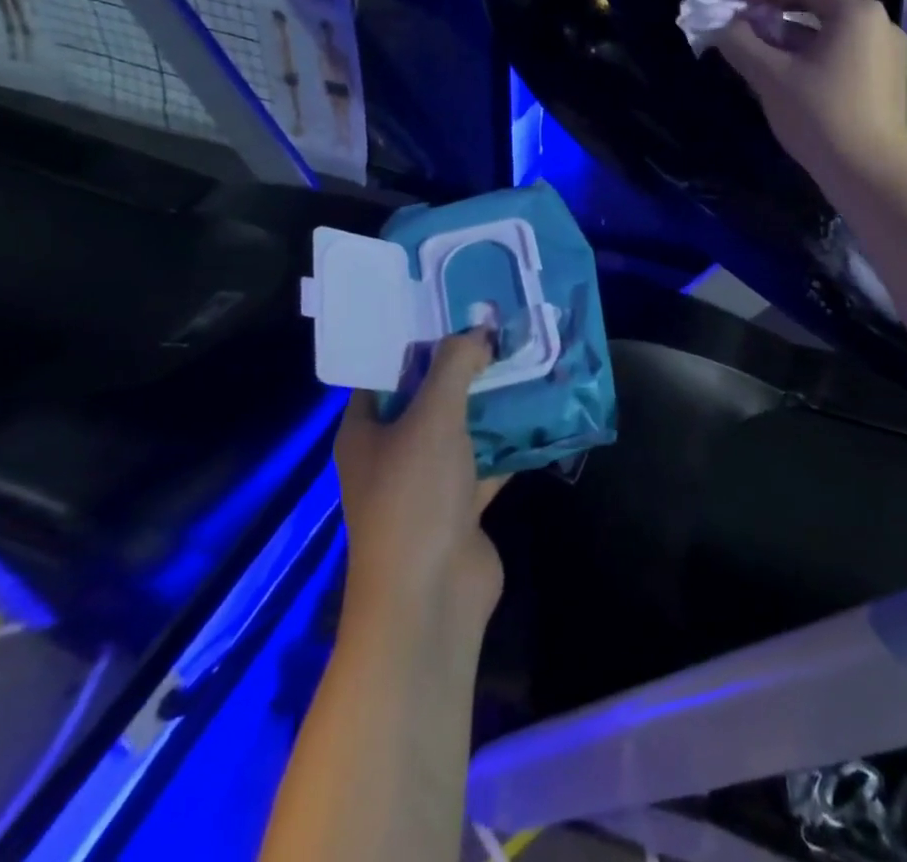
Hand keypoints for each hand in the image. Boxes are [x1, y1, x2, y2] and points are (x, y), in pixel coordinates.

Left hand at [335, 331, 505, 639]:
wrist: (430, 598)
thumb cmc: (415, 498)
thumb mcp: (432, 418)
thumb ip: (454, 367)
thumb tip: (477, 333)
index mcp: (366, 431)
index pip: (384, 372)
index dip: (414, 340)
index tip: (452, 309)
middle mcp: (392, 453)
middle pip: (427, 398)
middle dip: (462, 368)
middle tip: (498, 329)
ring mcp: (427, 483)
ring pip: (461, 429)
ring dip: (489, 403)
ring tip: (525, 361)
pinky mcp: (460, 506)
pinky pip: (487, 462)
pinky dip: (510, 442)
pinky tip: (540, 413)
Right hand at [715, 0, 906, 195]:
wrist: (871, 175)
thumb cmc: (820, 117)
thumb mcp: (771, 77)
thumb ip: (741, 44)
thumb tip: (723, 26)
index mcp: (855, 11)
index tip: (732, 7)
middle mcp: (879, 22)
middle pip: (820, 6)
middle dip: (777, 17)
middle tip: (745, 32)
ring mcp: (889, 52)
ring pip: (832, 33)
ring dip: (795, 39)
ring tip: (762, 58)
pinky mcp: (889, 79)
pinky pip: (846, 54)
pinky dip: (816, 57)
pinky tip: (793, 79)